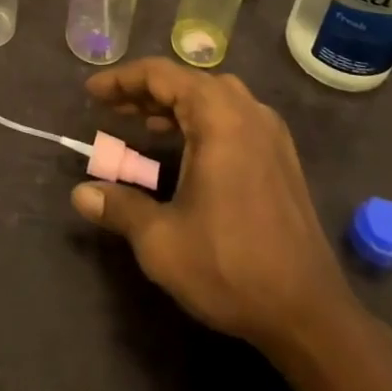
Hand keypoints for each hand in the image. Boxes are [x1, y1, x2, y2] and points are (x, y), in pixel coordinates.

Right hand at [71, 57, 356, 350]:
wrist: (311, 315)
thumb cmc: (231, 266)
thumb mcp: (162, 241)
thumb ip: (120, 207)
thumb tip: (81, 194)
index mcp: (218, 115)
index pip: (160, 75)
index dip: (121, 80)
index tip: (92, 93)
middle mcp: (246, 110)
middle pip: (186, 80)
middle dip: (145, 91)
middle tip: (112, 109)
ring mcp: (269, 132)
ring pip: (212, 97)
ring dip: (174, 104)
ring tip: (143, 122)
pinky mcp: (281, 156)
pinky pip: (233, 116)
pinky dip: (201, 119)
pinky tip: (186, 147)